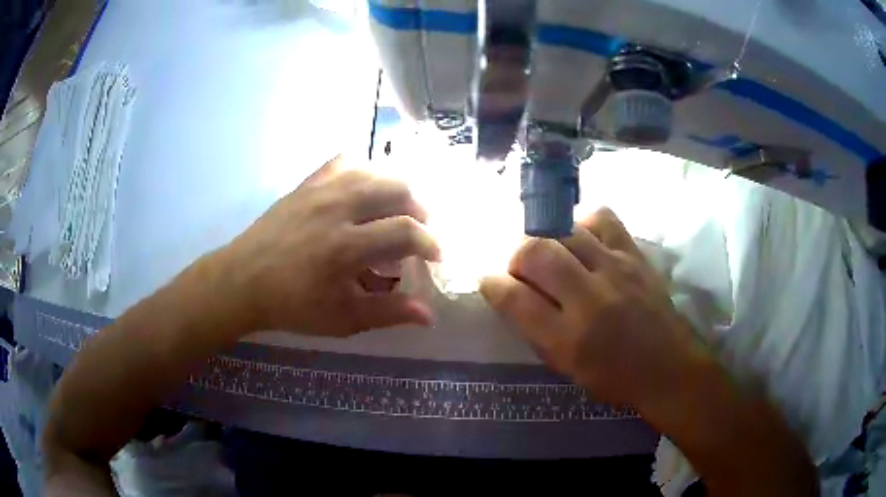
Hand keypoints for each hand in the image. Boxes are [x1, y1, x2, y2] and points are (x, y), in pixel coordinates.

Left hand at [218, 156, 440, 336]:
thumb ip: (389, 312)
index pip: (406, 231)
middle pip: (396, 189)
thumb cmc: (292, 305)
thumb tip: (429, 315)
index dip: (430, 242)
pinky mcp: (306, 184)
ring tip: (397, 209)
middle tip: (419, 231)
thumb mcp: (343, 318)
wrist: (242, 281)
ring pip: (373, 172)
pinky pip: (342, 163)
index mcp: (346, 247)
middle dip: (419, 209)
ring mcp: (319, 191)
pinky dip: (363, 171)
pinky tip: (365, 188)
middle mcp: (337, 209)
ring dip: (395, 188)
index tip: (435, 256)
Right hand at [480, 208, 697, 409]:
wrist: (668, 367)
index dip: (493, 284)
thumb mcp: (566, 368)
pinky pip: (602, 218)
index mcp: (569, 338)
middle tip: (522, 270)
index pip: (515, 298)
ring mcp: (616, 270)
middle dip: (517, 256)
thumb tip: (511, 296)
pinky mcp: (635, 255)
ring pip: (565, 230)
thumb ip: (536, 332)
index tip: (489, 281)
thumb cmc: (614, 377)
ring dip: (547, 240)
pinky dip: (583, 224)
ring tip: (553, 255)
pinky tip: (583, 239)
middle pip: (536, 251)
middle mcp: (590, 298)